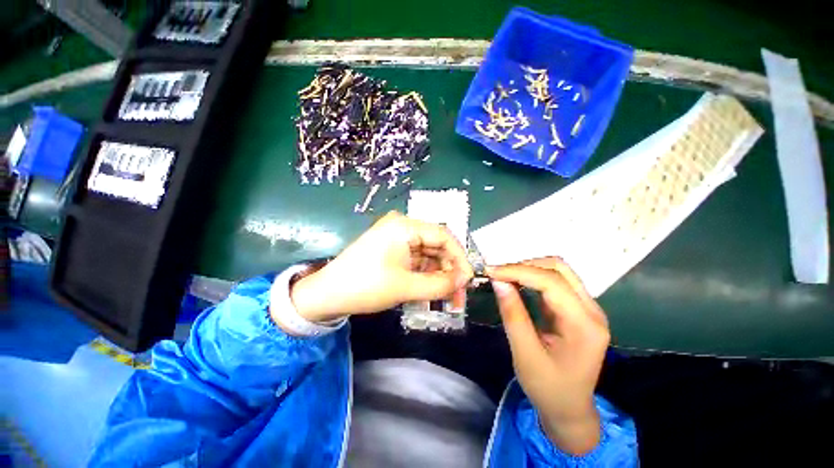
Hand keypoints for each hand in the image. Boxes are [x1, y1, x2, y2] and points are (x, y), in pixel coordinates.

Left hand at [287, 211, 472, 323]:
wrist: (327, 295)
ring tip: (445, 297)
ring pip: (427, 254)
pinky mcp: (392, 249)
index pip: (443, 236)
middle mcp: (402, 227)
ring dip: (438, 274)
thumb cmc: (366, 286)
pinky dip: (425, 275)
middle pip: (436, 245)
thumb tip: (464, 280)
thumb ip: (439, 284)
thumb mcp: (406, 287)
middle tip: (457, 294)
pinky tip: (430, 290)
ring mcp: (396, 238)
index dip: (459, 257)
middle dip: (448, 270)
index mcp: (405, 226)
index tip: (468, 279)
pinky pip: (416, 260)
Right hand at [487, 257, 609, 454]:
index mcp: (584, 325)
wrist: (570, 410)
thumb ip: (513, 315)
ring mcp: (587, 308)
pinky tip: (516, 282)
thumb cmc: (548, 388)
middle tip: (497, 273)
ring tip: (503, 275)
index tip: (491, 272)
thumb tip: (498, 281)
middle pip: (559, 269)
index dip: (518, 271)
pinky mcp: (577, 309)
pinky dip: (532, 277)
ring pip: (558, 271)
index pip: (551, 282)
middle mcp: (591, 311)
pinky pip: (555, 282)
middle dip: (524, 266)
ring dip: (528, 268)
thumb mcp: (525, 354)